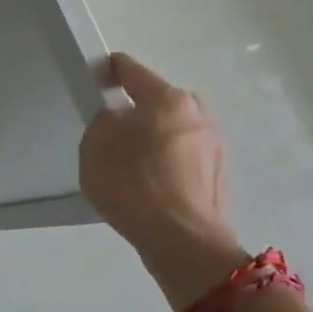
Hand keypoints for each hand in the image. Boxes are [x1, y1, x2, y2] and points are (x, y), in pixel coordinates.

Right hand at [80, 53, 249, 311]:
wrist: (182, 242)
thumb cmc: (133, 184)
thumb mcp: (95, 145)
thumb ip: (103, 120)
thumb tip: (119, 119)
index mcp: (168, 98)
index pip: (132, 71)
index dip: (110, 69)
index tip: (96, 74)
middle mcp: (198, 114)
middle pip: (159, 101)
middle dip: (138, 109)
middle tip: (113, 128)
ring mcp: (214, 147)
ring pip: (174, 131)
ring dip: (154, 139)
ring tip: (129, 162)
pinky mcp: (217, 177)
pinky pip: (183, 158)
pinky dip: (166, 164)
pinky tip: (148, 185)